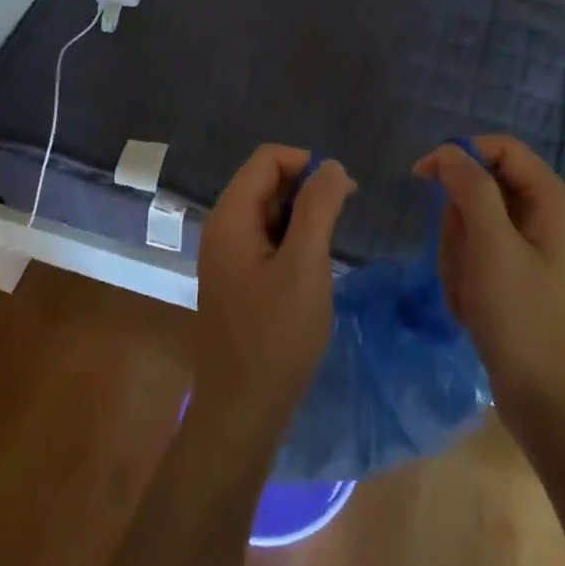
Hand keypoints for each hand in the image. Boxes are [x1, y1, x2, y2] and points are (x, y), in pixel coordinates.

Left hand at [193, 145, 355, 439]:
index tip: (341, 193)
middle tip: (342, 219)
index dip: (306, 164)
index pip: (267, 159)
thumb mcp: (305, 265)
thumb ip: (318, 208)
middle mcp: (222, 228)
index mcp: (230, 217)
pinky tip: (312, 266)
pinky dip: (292, 240)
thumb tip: (330, 164)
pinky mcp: (237, 279)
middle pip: (266, 182)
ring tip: (330, 245)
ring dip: (302, 216)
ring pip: (268, 212)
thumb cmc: (277, 335)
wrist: (244, 407)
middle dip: (306, 189)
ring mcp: (227, 256)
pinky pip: (266, 240)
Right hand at [413, 136, 564, 438]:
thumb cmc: (523, 318)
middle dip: (459, 223)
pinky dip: (465, 277)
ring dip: (458, 255)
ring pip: (473, 225)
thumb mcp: (492, 247)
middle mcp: (547, 218)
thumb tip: (448, 152)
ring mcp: (532, 251)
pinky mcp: (518, 278)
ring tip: (468, 292)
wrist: (548, 402)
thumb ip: (470, 189)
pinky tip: (471, 308)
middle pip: (482, 189)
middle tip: (463, 260)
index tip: (421, 177)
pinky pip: (477, 257)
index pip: (502, 149)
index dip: (460, 155)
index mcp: (553, 202)